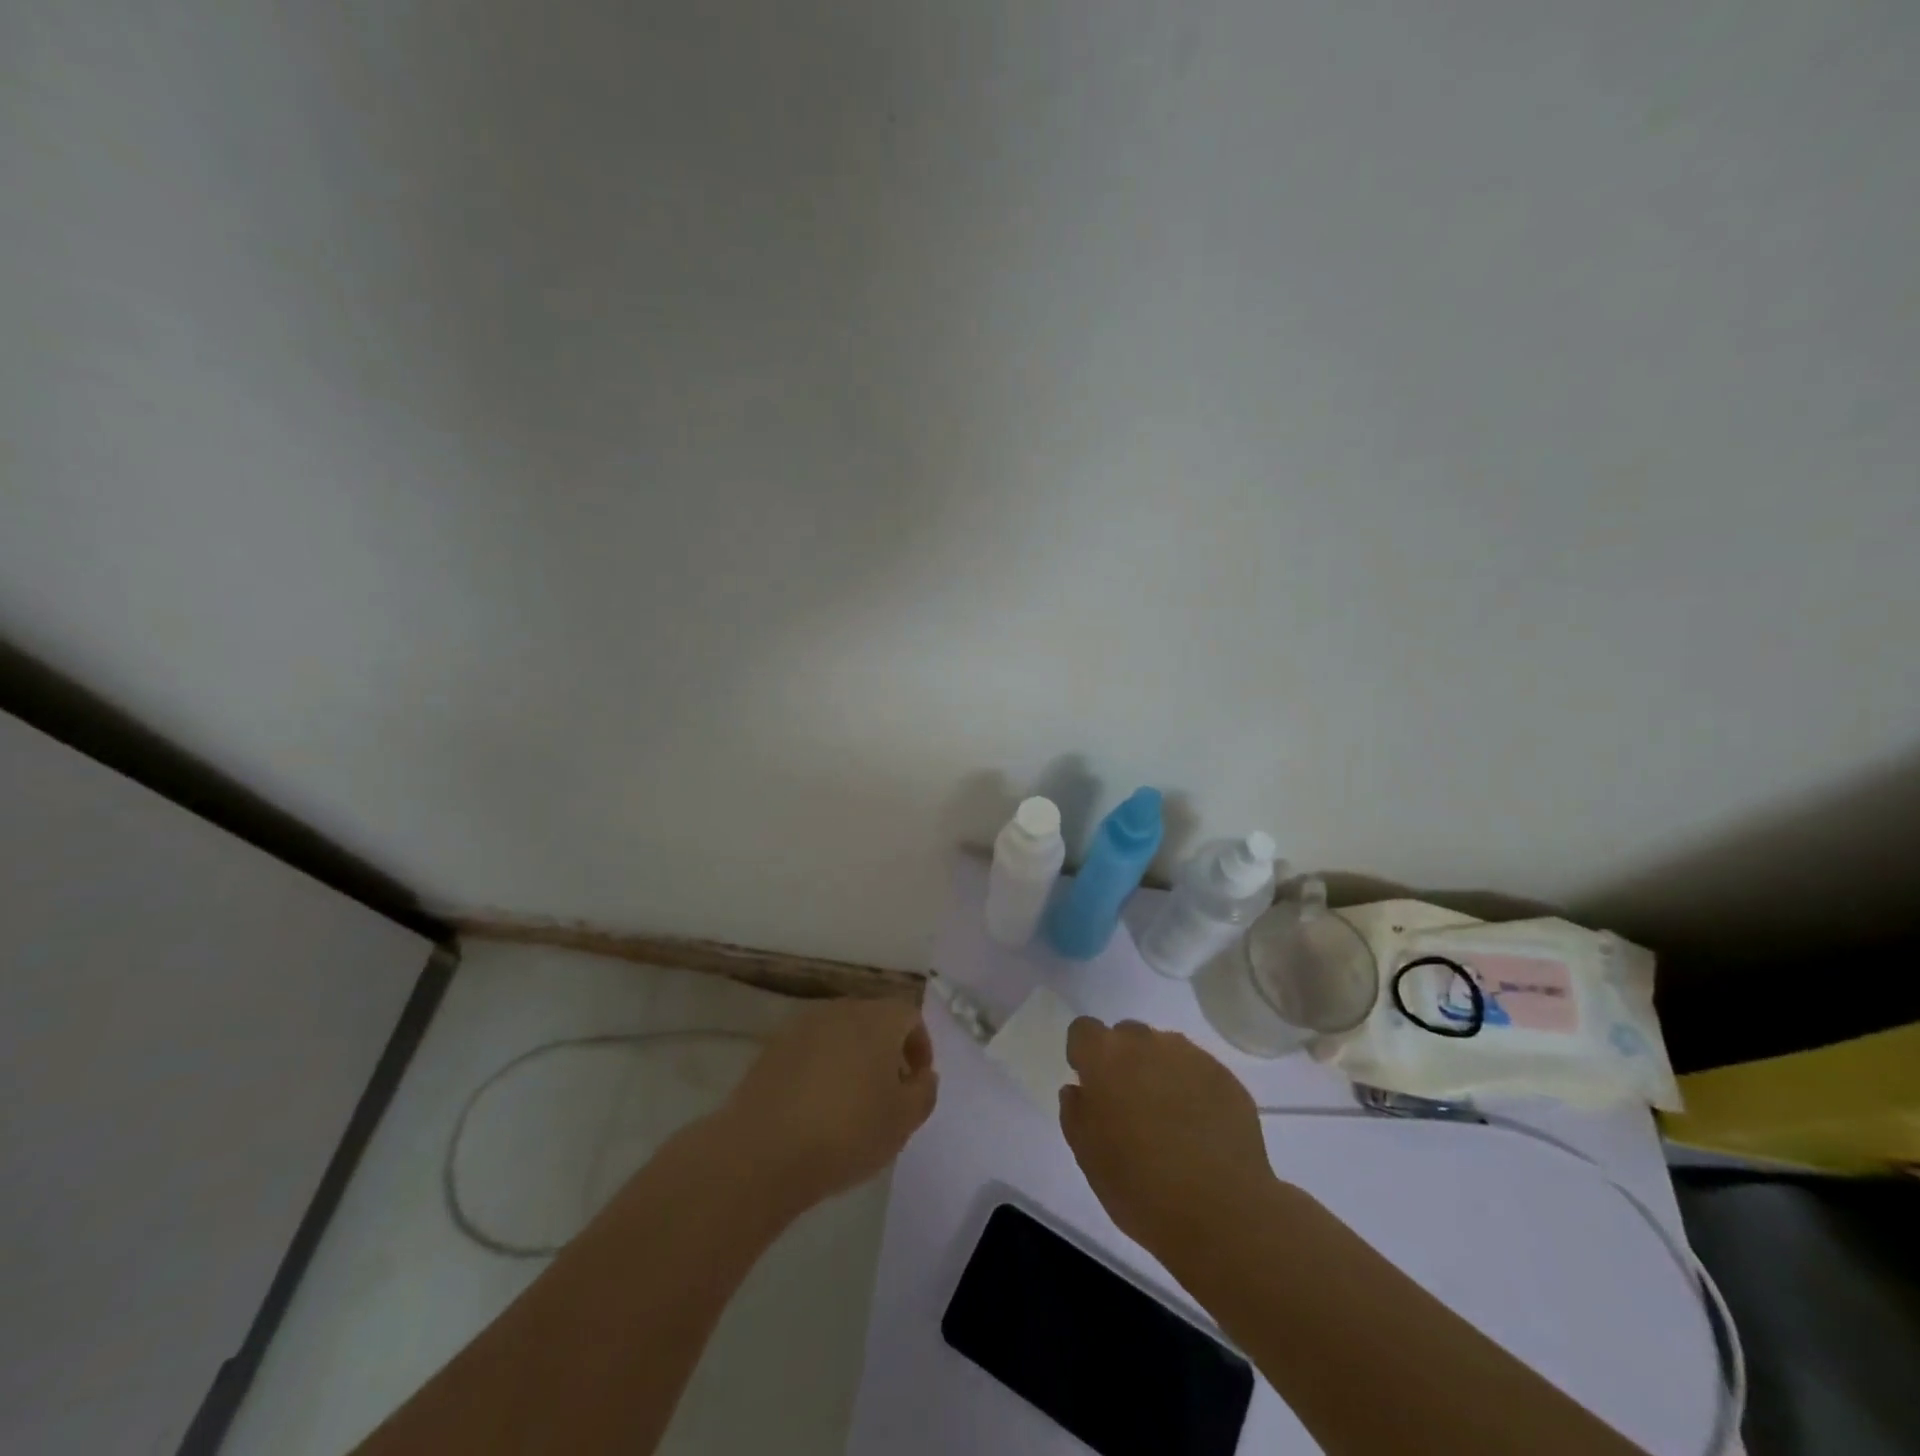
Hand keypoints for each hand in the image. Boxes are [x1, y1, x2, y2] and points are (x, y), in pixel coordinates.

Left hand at [720, 996, 937, 1210]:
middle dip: (885, 1050)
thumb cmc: (846, 1132)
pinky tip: (814, 1106)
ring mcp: (801, 1026)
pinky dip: (820, 1068)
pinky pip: (809, 1050)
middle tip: (887, 1092)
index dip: (920, 1046)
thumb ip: (924, 1092)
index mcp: (877, 1019)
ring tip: (850, 1102)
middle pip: (873, 1019)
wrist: (762, 1151)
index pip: (909, 1016)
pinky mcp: (771, 1048)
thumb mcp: (903, 1121)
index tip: (916, 1082)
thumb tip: (922, 1075)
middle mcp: (840, 1010)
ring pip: (839, 1033)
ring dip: (851, 1058)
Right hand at [1060, 1018, 1272, 1250]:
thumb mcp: (1088, 1157)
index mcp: (1106, 1057)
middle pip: (1126, 1035)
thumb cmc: (1140, 1188)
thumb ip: (1075, 1112)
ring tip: (1169, 1119)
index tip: (1091, 1086)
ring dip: (1158, 1072)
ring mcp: (1191, 1057)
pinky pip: (1197, 1071)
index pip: (1083, 1030)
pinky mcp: (1226, 1077)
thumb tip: (1079, 1090)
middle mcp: (1148, 1044)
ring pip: (1164, 1050)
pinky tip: (1199, 1129)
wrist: (1223, 1217)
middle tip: (1129, 1106)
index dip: (1083, 1055)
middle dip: (1122, 1061)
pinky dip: (1192, 1089)